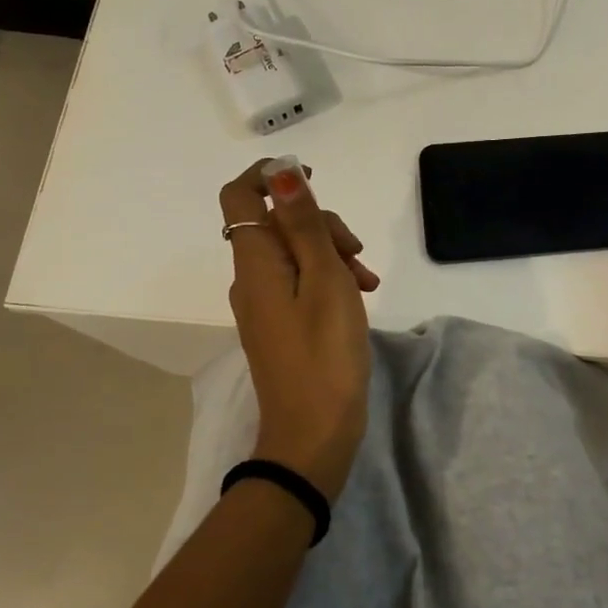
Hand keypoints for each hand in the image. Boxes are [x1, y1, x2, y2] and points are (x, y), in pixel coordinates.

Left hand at [220, 158, 377, 500]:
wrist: (313, 435)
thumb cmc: (325, 354)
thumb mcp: (325, 280)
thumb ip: (305, 224)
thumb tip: (281, 173)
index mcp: (256, 262)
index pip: (240, 195)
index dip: (270, 176)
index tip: (314, 178)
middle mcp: (251, 277)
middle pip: (276, 223)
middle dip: (320, 223)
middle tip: (356, 251)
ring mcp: (263, 303)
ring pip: (293, 252)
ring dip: (331, 252)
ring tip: (367, 282)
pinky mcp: (279, 324)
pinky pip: (298, 281)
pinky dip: (327, 277)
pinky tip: (358, 296)